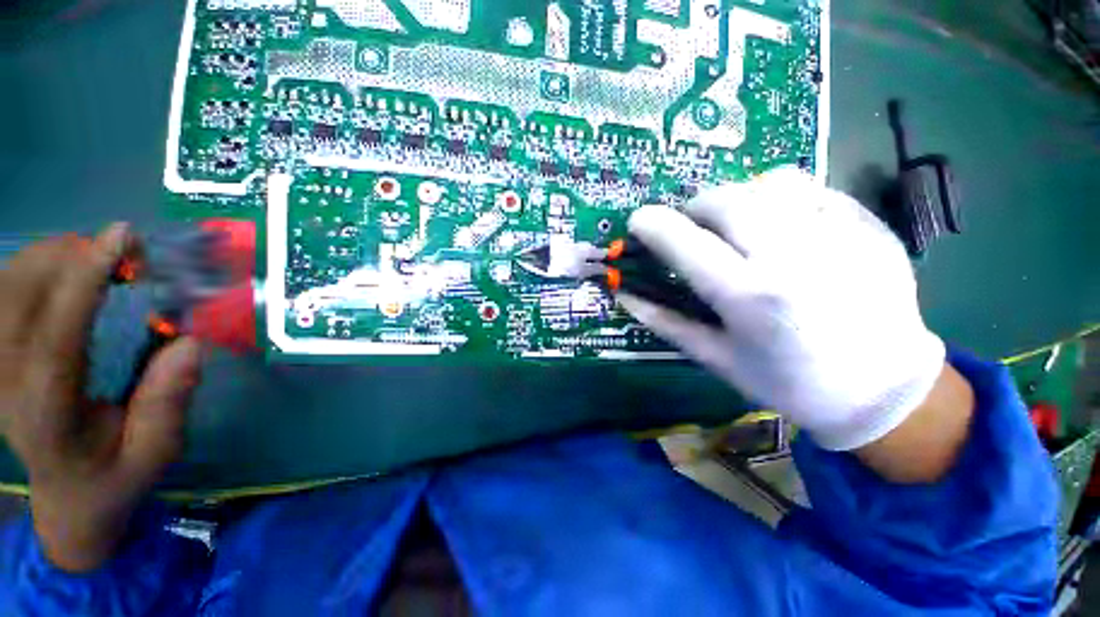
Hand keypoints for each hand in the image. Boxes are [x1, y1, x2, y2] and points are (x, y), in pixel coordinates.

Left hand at [0, 224, 202, 571]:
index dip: (87, 279)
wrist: (66, 498)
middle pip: (21, 292)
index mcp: (48, 412)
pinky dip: (36, 265)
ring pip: (8, 282)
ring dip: (55, 257)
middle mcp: (7, 382)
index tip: (122, 237)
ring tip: (101, 259)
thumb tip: (191, 343)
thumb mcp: (155, 453)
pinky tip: (67, 272)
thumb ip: (168, 403)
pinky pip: (4, 289)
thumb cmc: (114, 477)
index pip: (58, 334)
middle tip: (126, 253)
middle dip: (72, 256)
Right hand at [620, 169, 946, 451]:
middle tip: (689, 227)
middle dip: (693, 207)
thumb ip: (665, 322)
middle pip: (726, 200)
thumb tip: (624, 294)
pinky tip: (779, 225)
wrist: (885, 390)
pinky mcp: (866, 225)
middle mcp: (792, 256)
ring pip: (768, 183)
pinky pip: (809, 188)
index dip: (652, 225)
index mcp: (749, 297)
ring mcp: (837, 234)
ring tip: (733, 224)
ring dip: (735, 198)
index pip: (685, 243)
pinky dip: (778, 197)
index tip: (638, 221)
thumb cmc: (790, 383)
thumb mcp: (717, 359)